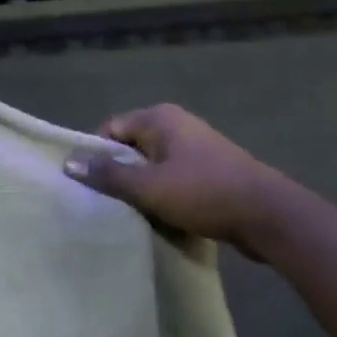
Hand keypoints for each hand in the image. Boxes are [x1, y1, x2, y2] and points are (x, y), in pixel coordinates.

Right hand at [65, 104, 290, 258]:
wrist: (269, 216)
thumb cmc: (204, 193)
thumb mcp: (148, 187)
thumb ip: (107, 175)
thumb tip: (68, 162)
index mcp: (159, 118)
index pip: (110, 129)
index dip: (95, 156)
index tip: (88, 186)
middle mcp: (176, 125)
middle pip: (130, 148)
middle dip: (118, 175)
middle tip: (104, 204)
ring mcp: (196, 148)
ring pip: (152, 167)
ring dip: (141, 190)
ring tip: (129, 215)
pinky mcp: (210, 172)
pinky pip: (172, 180)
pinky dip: (163, 196)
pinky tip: (158, 219)